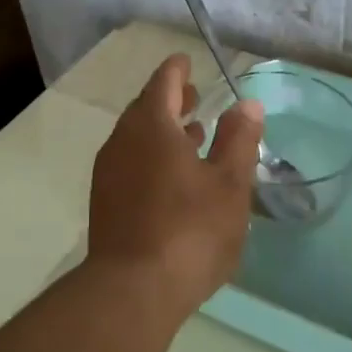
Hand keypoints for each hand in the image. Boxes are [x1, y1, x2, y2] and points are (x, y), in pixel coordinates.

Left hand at [87, 53, 263, 318]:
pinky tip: (172, 178)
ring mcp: (108, 171)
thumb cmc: (190, 230)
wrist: (132, 290)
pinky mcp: (104, 201)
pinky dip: (151, 156)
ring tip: (192, 136)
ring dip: (163, 131)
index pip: (164, 82)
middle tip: (196, 98)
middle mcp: (123, 139)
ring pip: (137, 137)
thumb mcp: (229, 184)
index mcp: (151, 124)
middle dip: (171, 100)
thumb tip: (246, 103)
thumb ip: (239, 139)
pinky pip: (130, 162)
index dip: (178, 70)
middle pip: (146, 107)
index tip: (188, 61)